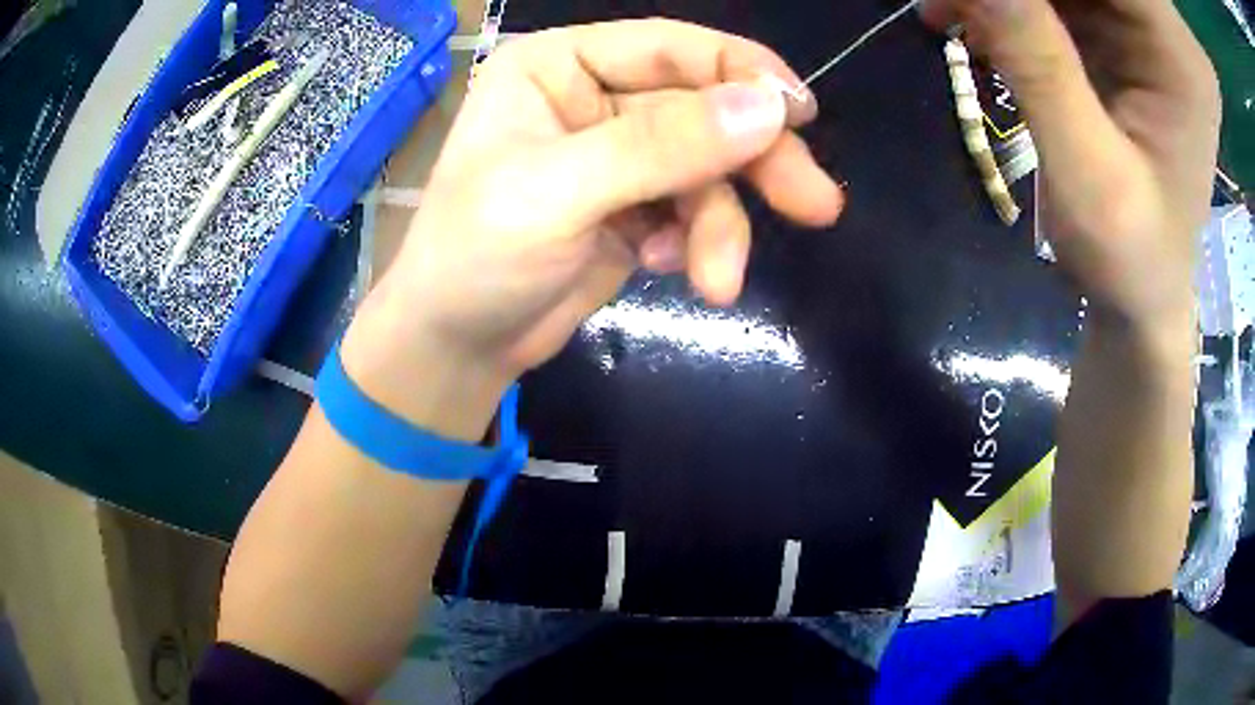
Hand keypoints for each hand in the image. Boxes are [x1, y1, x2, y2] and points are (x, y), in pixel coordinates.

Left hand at [344, 20, 843, 414]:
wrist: (458, 347)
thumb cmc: (476, 258)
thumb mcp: (558, 194)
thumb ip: (661, 147)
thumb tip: (769, 109)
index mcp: (559, 66)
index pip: (671, 48)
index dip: (742, 72)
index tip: (802, 115)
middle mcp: (592, 97)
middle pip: (702, 109)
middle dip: (756, 161)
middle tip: (816, 205)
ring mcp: (617, 154)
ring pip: (706, 169)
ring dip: (720, 225)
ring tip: (718, 281)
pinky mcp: (634, 205)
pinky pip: (693, 208)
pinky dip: (694, 241)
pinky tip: (663, 267)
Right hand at [922, 0, 1219, 348]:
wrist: (1146, 284)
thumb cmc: (1130, 256)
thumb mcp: (1088, 176)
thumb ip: (1037, 63)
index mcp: (1179, 51)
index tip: (972, 1)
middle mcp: (1164, 21)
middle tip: (954, 7)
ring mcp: (1141, 17)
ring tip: (952, 15)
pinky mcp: (1115, 22)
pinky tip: (974, 23)